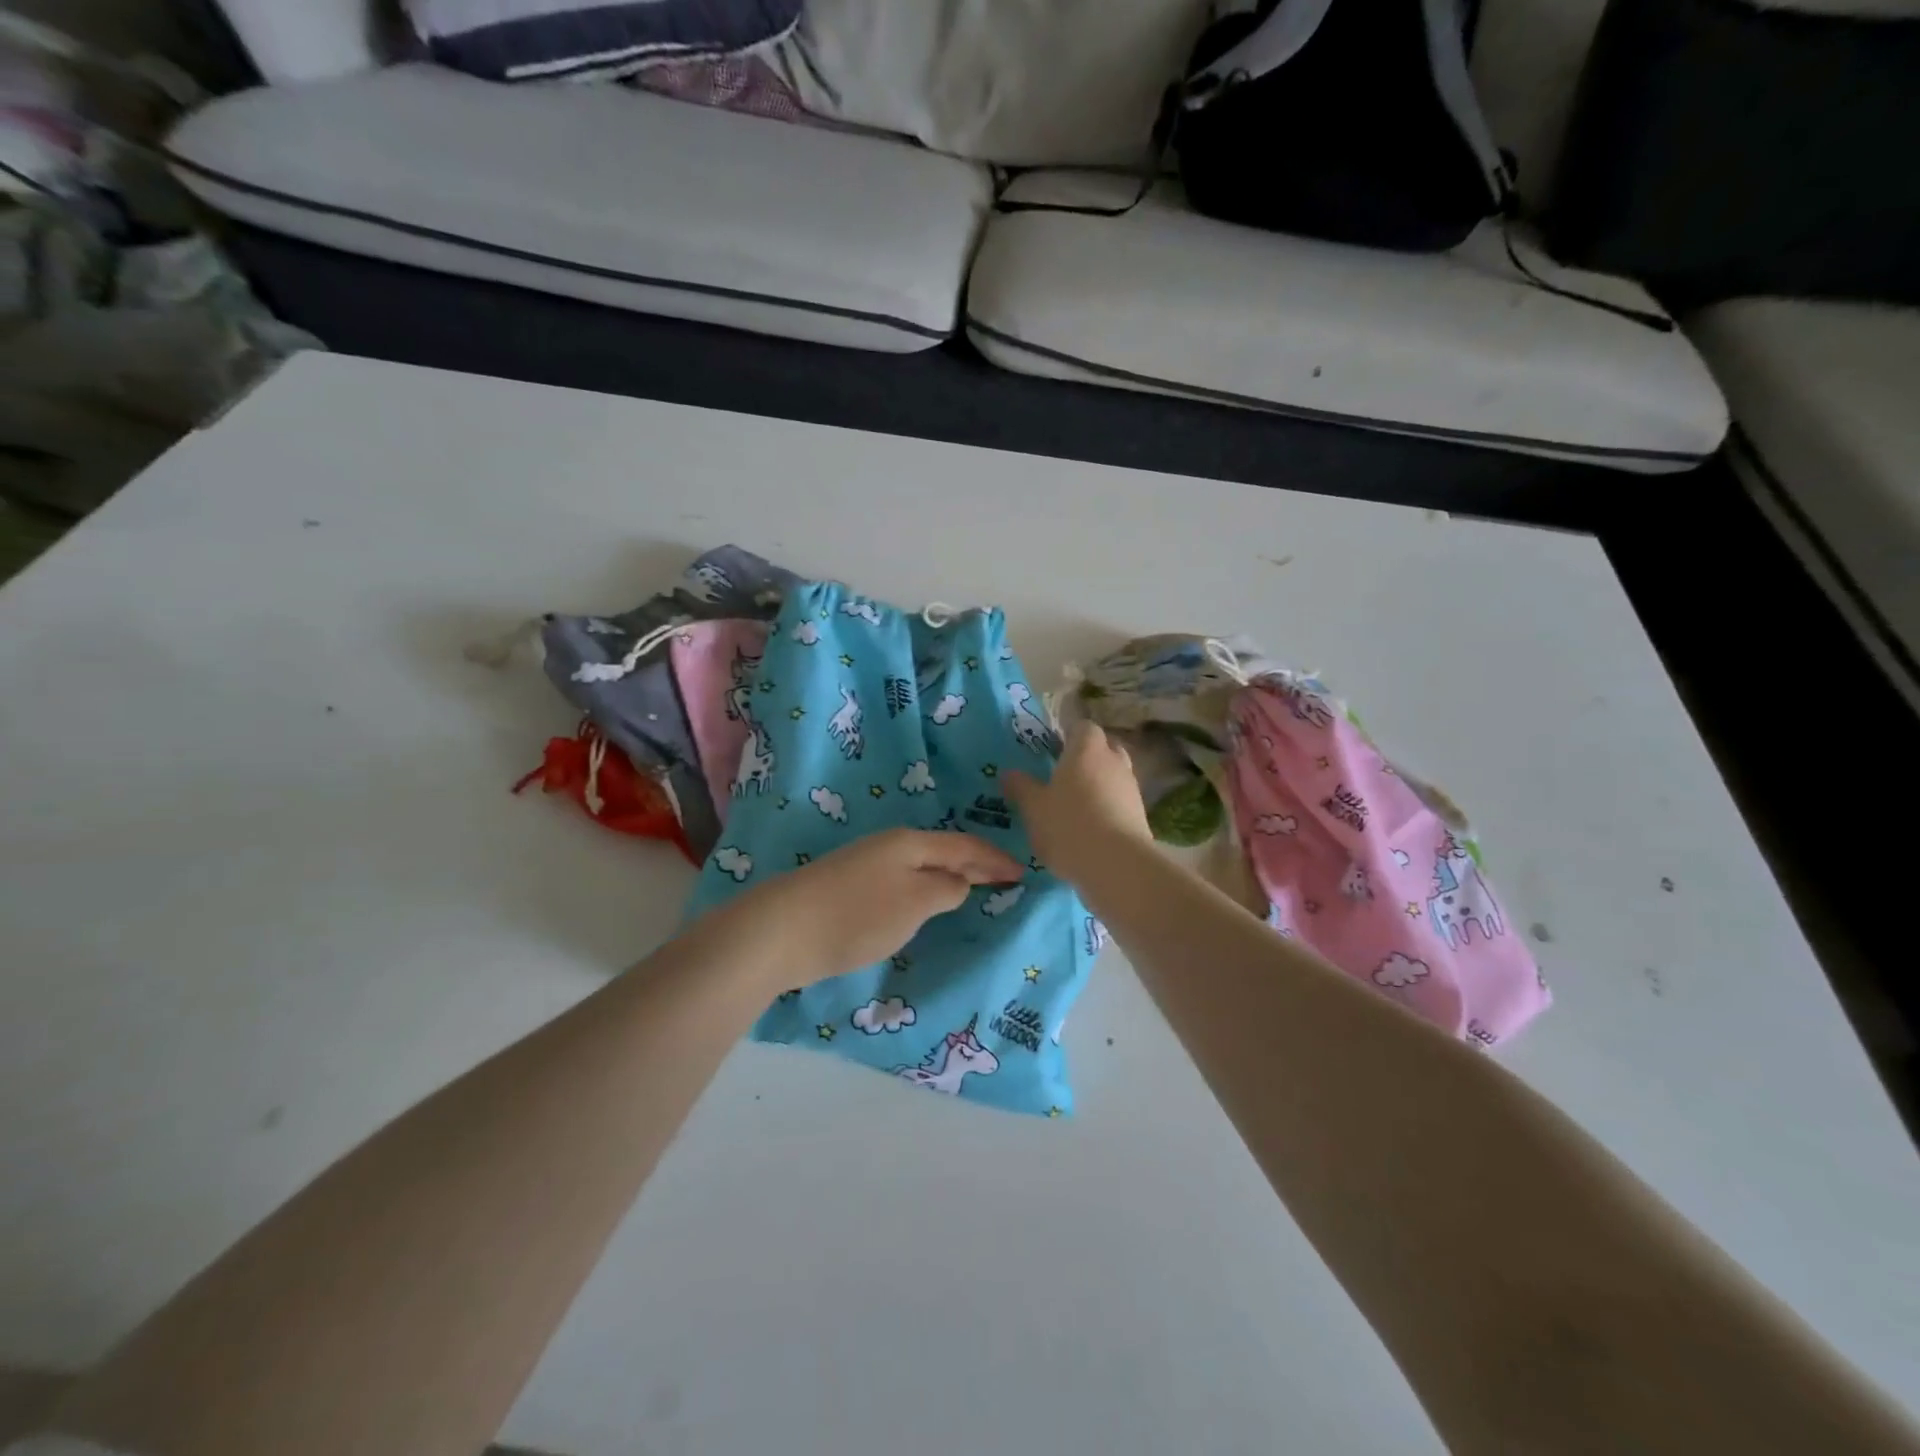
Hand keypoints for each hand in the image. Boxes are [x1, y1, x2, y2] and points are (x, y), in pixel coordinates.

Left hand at [714, 829, 1024, 987]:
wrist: (781, 931)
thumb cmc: (858, 915)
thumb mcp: (915, 903)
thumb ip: (945, 889)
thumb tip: (958, 883)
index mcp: (911, 843)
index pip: (965, 846)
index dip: (995, 860)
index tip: (1022, 872)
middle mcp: (890, 846)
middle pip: (943, 852)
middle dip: (975, 864)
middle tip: (1004, 878)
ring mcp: (866, 864)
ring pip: (921, 866)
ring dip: (948, 876)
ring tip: (971, 889)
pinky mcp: (849, 887)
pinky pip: (902, 881)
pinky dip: (924, 888)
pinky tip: (924, 902)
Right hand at [1005, 721, 1150, 883]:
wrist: (1117, 866)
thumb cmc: (1068, 826)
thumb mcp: (1033, 808)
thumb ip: (1021, 787)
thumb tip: (1008, 773)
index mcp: (1086, 749)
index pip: (1082, 727)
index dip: (1068, 734)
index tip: (1053, 749)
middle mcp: (1114, 761)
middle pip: (1104, 748)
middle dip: (1087, 757)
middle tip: (1064, 775)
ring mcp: (1131, 788)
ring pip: (1114, 775)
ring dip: (1099, 784)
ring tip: (1076, 805)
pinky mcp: (1141, 816)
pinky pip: (1120, 801)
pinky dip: (1108, 807)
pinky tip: (1091, 827)